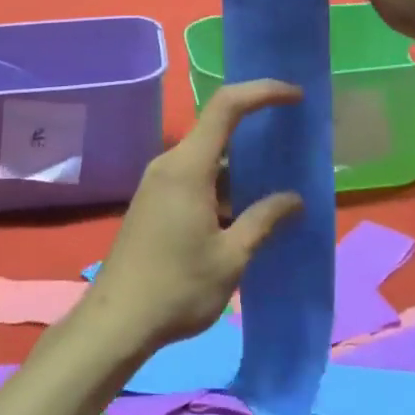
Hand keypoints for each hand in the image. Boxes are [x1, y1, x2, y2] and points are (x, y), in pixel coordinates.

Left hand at [79, 80, 304, 354]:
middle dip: (257, 132)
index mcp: (187, 167)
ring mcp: (158, 183)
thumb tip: (295, 200)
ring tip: (281, 181)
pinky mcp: (154, 202)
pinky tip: (248, 210)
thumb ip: (264, 221)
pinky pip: (195, 178)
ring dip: (242, 167)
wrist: (118, 321)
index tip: (296, 97)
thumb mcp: (231, 257)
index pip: (227, 107)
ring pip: (207, 159)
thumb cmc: (177, 288)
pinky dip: (224, 185)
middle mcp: (169, 164)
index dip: (262, 92)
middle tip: (295, 144)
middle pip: (217, 131)